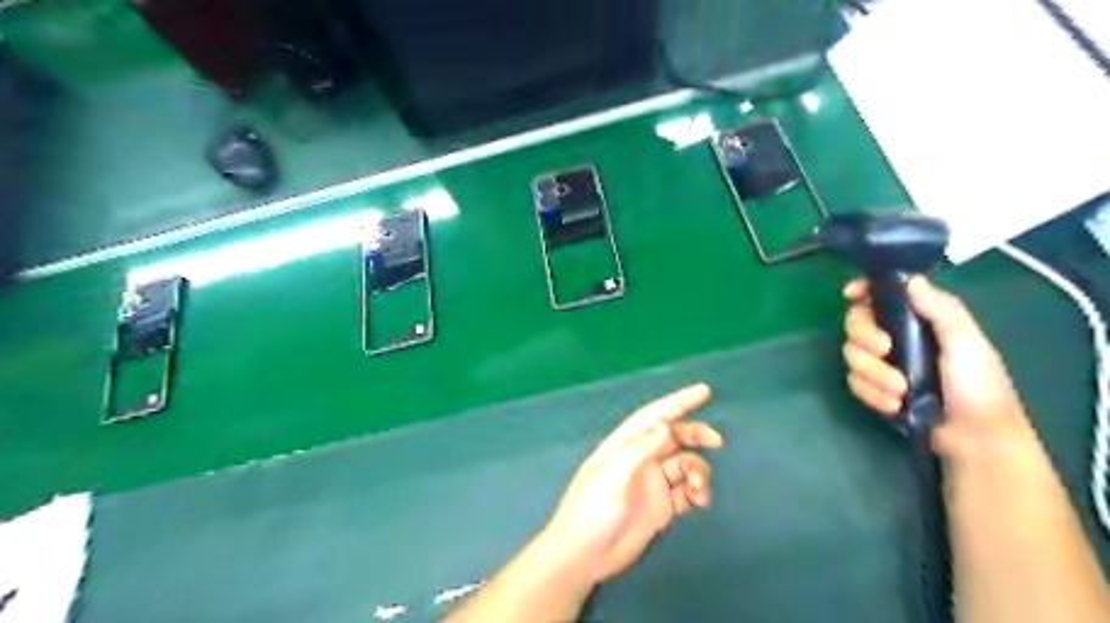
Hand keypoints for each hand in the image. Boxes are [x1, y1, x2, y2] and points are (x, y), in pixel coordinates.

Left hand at [544, 385, 721, 584]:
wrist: (584, 557)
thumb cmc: (591, 511)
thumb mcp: (611, 476)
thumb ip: (638, 450)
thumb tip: (665, 425)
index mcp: (625, 445)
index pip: (654, 416)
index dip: (678, 401)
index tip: (704, 391)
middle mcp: (640, 460)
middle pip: (674, 437)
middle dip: (695, 434)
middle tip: (716, 441)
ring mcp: (652, 484)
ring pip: (684, 465)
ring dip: (698, 470)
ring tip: (699, 488)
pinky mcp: (661, 508)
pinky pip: (687, 492)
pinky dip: (698, 492)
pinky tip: (701, 502)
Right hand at [847, 278, 1036, 456]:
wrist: (975, 440)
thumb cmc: (979, 387)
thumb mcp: (967, 343)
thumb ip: (941, 309)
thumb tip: (911, 279)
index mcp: (919, 320)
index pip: (882, 296)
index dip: (863, 291)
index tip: (851, 294)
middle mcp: (896, 337)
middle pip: (856, 323)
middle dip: (864, 337)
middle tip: (884, 350)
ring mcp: (883, 364)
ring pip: (852, 355)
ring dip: (874, 374)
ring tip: (900, 391)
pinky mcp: (874, 388)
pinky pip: (854, 382)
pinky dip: (872, 394)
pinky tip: (894, 405)